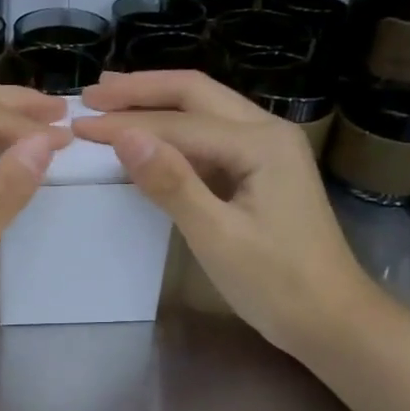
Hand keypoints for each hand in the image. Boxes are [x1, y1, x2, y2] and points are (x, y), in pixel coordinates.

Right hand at [71, 70, 378, 360]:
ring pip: (205, 111)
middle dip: (142, 91)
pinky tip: (150, 136)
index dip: (125, 123)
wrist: (331, 319)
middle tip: (92, 95)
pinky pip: (211, 138)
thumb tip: (124, 136)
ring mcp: (268, 150)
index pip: (179, 122)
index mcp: (261, 143)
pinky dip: (175, 131)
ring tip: (113, 100)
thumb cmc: (277, 283)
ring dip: (158, 103)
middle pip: (196, 94)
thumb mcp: (217, 236)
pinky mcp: (261, 172)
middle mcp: (267, 132)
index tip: (78, 125)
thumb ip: (171, 183)